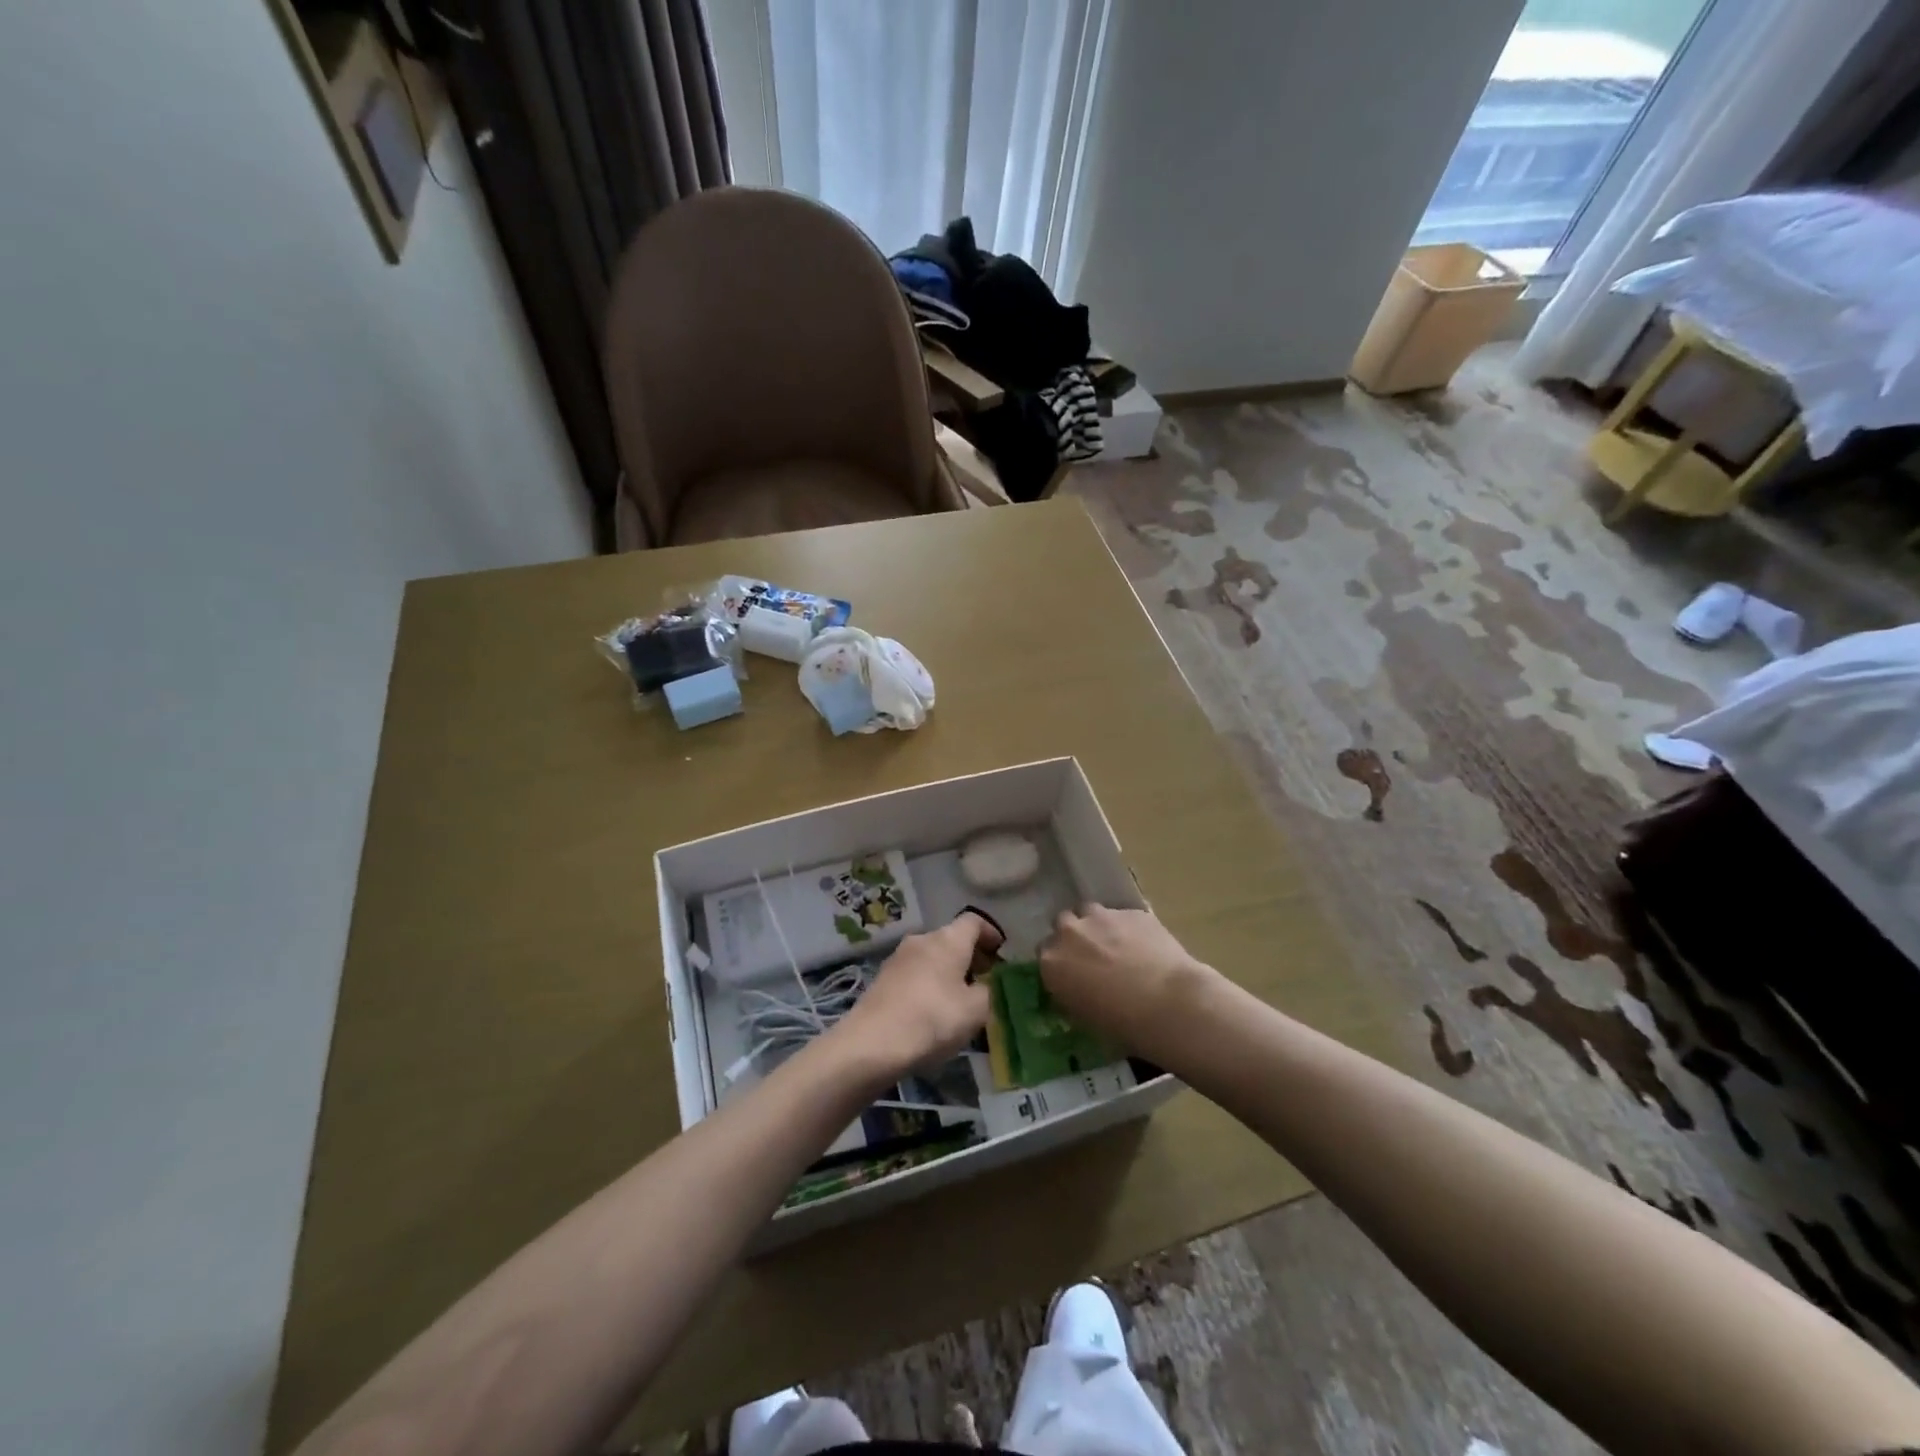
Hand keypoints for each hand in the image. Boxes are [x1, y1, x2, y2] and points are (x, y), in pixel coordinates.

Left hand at [830, 912, 1000, 1081]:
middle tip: (986, 981)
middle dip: (971, 956)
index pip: (974, 921)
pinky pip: (915, 973)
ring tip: (961, 1000)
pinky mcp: (882, 979)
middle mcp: (922, 939)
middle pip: (952, 938)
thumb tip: (986, 985)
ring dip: (949, 971)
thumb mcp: (975, 1011)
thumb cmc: (932, 1019)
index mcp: (948, 939)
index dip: (991, 933)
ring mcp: (898, 958)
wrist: (871, 1044)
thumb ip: (989, 992)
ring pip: (932, 957)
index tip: (1001, 952)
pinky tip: (933, 1011)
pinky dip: (929, 984)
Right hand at [1039, 905, 1213, 1050]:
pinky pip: (1122, 916)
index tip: (1071, 974)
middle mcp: (1070, 931)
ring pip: (1091, 913)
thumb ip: (1070, 996)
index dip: (1059, 963)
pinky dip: (1128, 928)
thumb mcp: (1083, 1018)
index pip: (1044, 953)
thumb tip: (1074, 990)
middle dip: (1074, 937)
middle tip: (1092, 958)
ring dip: (1098, 926)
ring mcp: (1101, 916)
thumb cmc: (1122, 1023)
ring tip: (1117, 947)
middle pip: (1063, 925)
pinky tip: (1145, 947)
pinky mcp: (1131, 911)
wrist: (1168, 1002)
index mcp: (1051, 961)